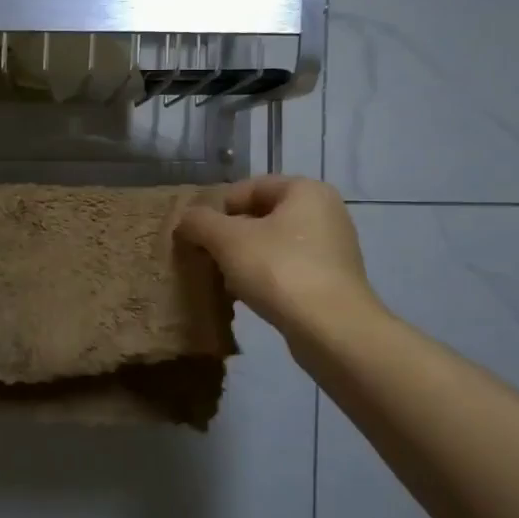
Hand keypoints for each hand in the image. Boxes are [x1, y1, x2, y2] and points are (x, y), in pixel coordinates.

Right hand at [175, 176, 381, 329]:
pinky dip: (265, 279)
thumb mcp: (227, 240)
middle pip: (261, 217)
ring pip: (273, 245)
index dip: (218, 209)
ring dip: (244, 260)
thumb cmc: (279, 270)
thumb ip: (200, 223)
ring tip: (224, 282)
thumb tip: (186, 221)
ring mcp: (333, 248)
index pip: (249, 187)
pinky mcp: (332, 281)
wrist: (332, 330)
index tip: (199, 235)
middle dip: (230, 237)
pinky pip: (288, 270)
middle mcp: (325, 212)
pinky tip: (248, 298)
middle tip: (207, 258)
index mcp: (305, 190)